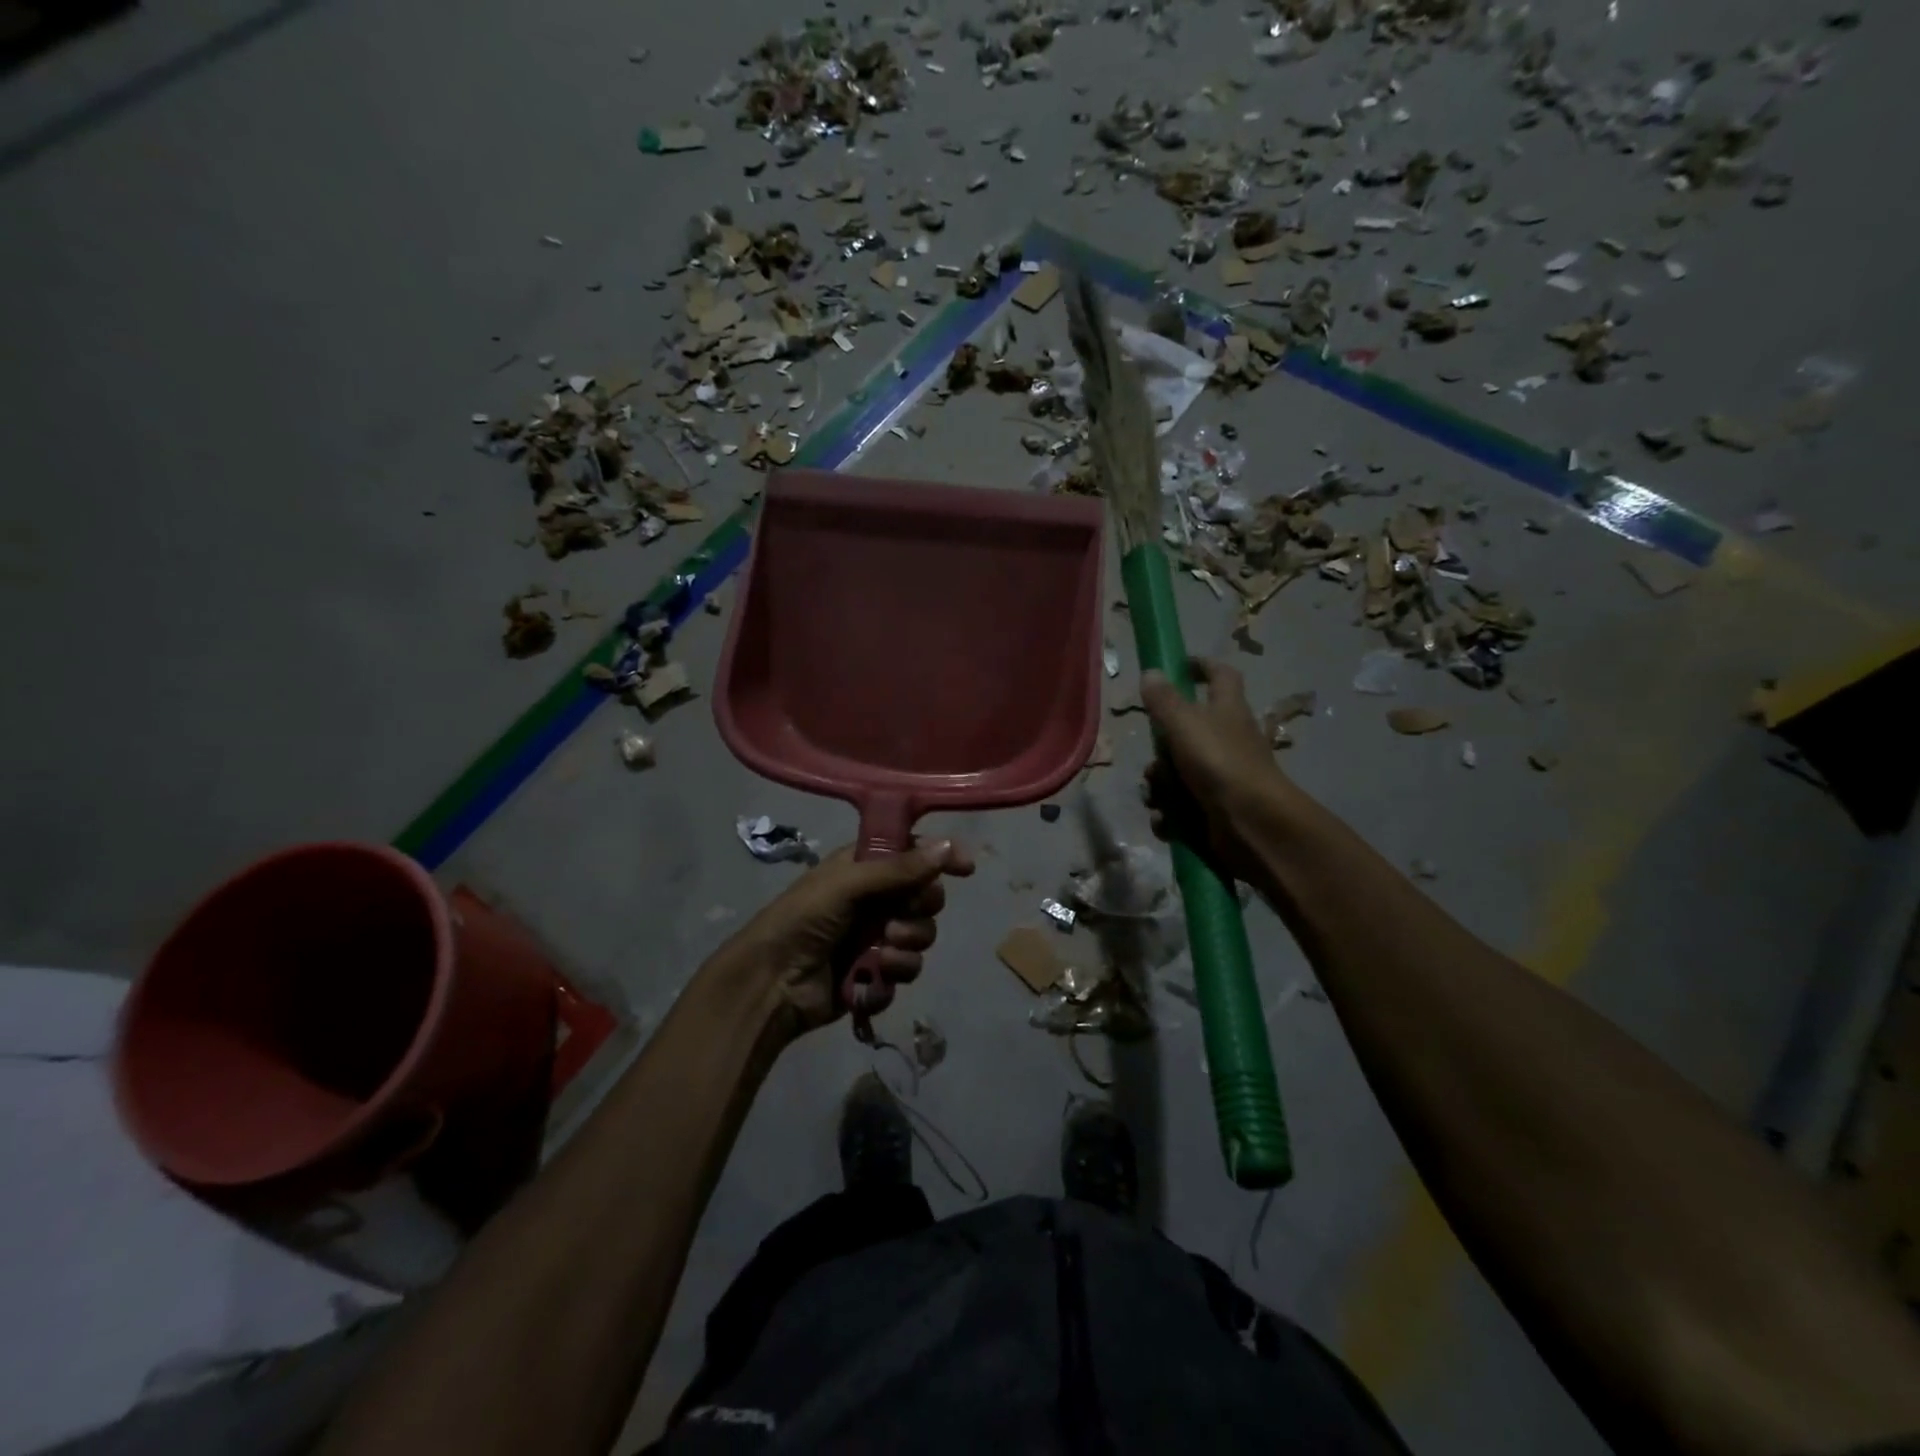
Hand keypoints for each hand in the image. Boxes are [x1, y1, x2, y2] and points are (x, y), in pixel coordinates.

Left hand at [731, 839, 974, 1035]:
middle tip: (895, 920)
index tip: (965, 868)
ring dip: (906, 947)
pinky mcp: (876, 974)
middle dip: (919, 912)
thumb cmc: (803, 919)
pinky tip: (870, 979)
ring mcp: (877, 938)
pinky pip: (906, 972)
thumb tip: (948, 846)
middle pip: (927, 899)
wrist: (771, 983)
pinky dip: (891, 977)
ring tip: (880, 954)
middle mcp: (876, 899)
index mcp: (866, 867)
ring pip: (921, 938)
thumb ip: (899, 869)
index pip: (914, 853)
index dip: (941, 858)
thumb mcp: (848, 885)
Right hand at [1141, 659, 1298, 885]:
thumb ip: (1164, 699)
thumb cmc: (1220, 762)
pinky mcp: (1212, 809)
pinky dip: (1169, 815)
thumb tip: (1151, 672)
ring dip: (1159, 787)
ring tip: (1159, 797)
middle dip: (1160, 751)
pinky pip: (1178, 807)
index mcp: (1226, 710)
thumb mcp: (1185, 723)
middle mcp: (1225, 740)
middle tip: (1155, 759)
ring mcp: (1219, 777)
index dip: (1201, 666)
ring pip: (1175, 774)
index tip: (1177, 666)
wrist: (1252, 823)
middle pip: (1183, 735)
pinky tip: (1166, 820)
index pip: (1220, 676)